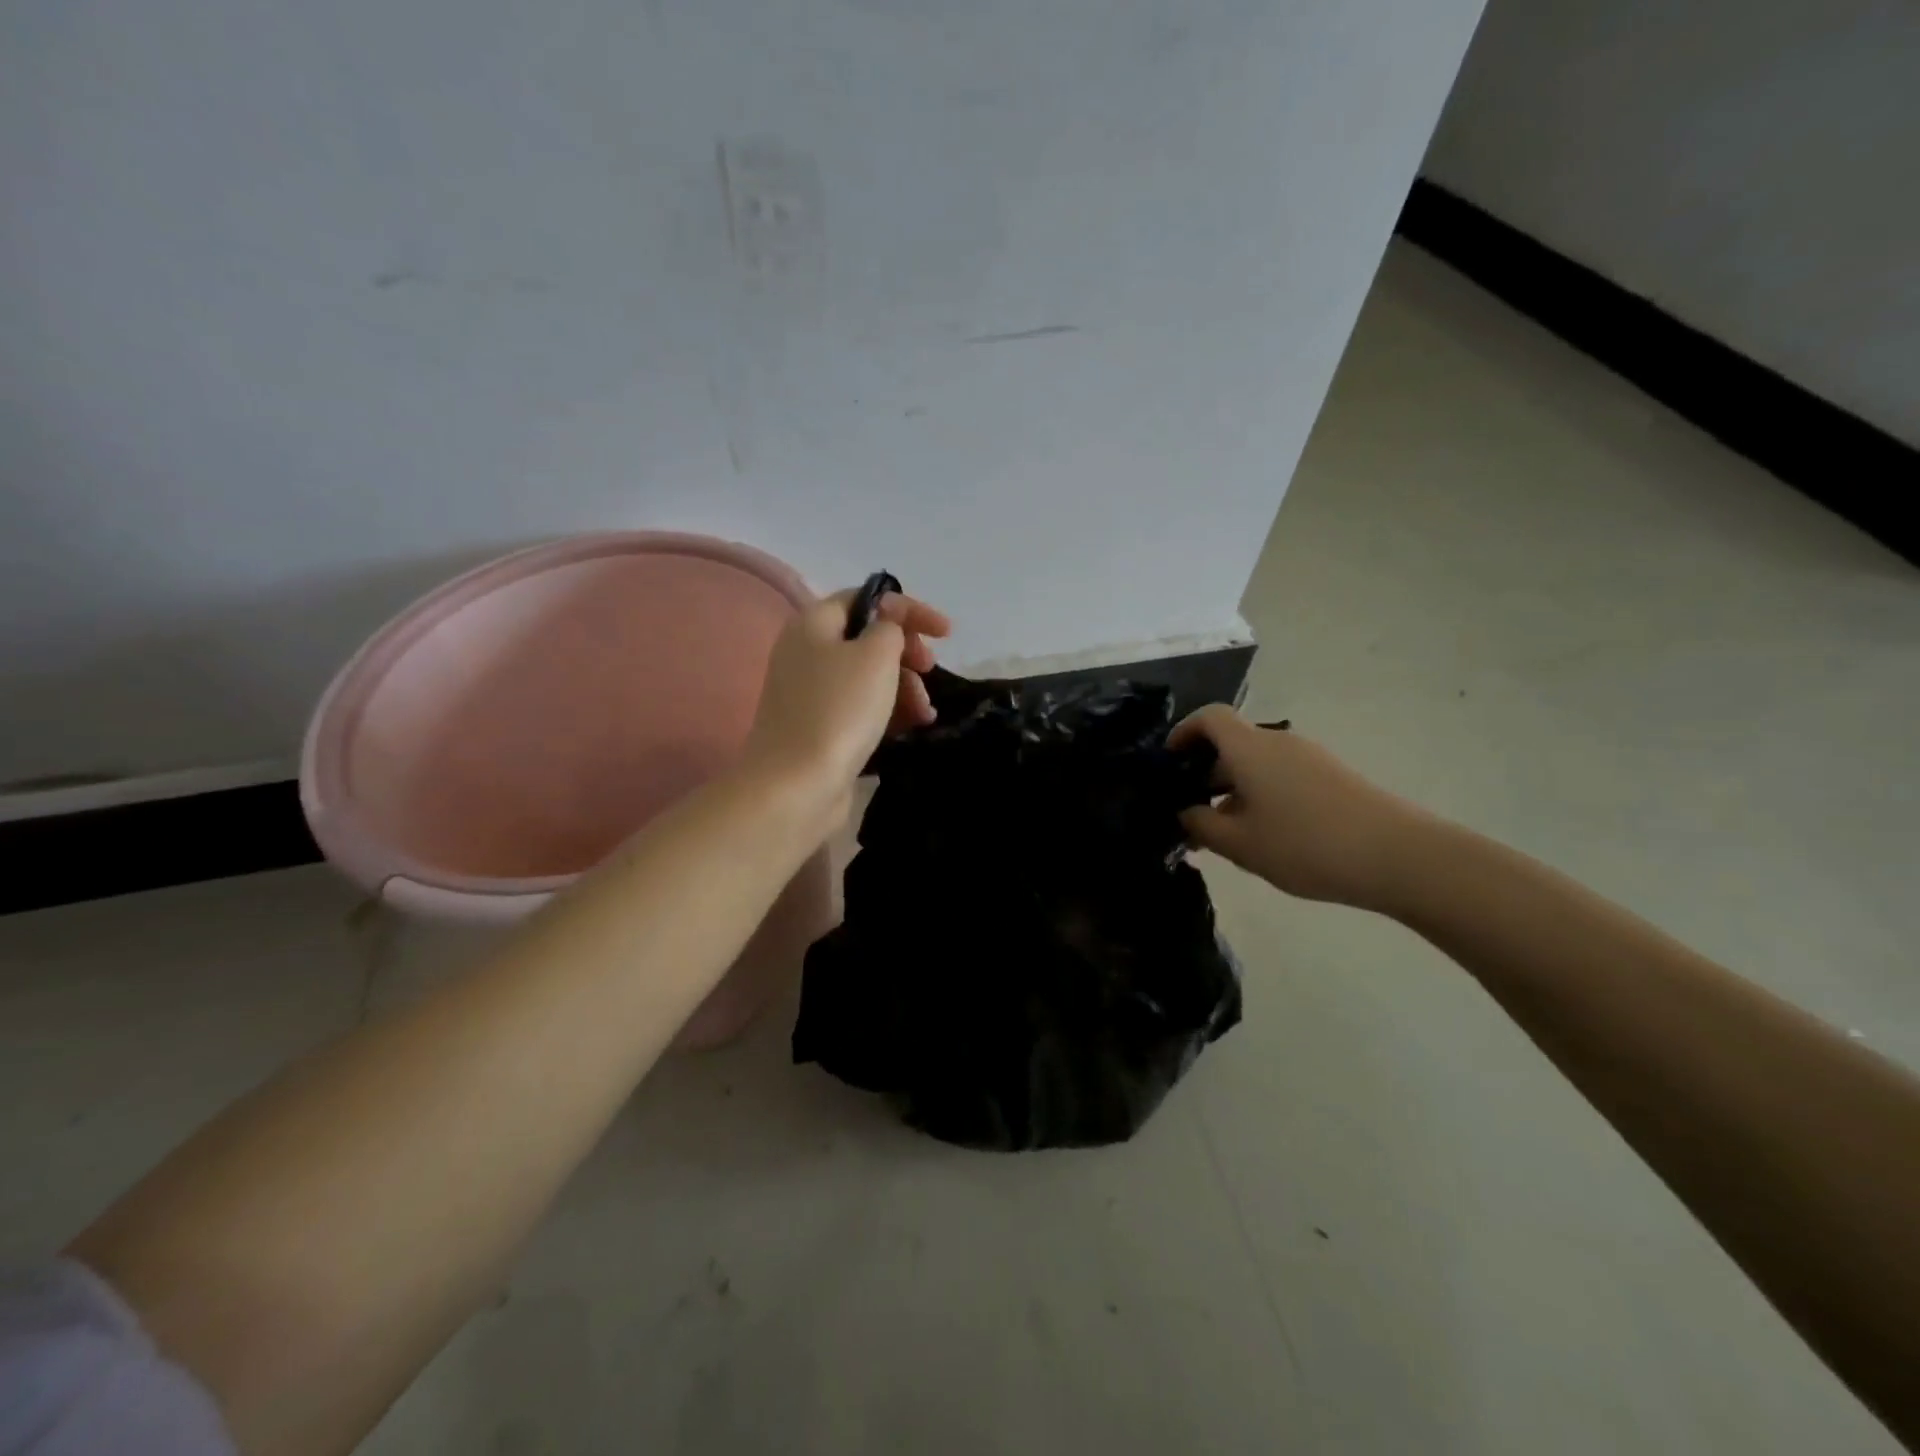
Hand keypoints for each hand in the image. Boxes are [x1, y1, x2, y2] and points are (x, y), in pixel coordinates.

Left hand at [743, 586, 950, 800]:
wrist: (796, 785)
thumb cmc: (839, 710)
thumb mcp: (875, 656)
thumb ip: (889, 627)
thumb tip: (888, 622)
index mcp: (813, 623)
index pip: (865, 599)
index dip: (907, 610)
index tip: (946, 633)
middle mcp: (805, 652)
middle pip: (866, 639)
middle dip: (906, 652)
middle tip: (929, 671)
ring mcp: (809, 693)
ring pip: (866, 677)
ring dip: (903, 687)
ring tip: (925, 713)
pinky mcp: (818, 728)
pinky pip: (859, 707)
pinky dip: (886, 711)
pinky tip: (911, 727)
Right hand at [1168, 706, 1430, 910]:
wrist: (1399, 856)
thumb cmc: (1306, 845)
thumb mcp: (1240, 844)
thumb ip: (1201, 826)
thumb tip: (1185, 812)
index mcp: (1250, 749)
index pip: (1209, 717)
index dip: (1183, 732)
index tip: (1168, 761)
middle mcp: (1278, 743)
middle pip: (1232, 744)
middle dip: (1204, 774)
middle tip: (1189, 814)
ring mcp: (1309, 758)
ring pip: (1256, 765)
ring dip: (1233, 790)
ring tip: (1224, 835)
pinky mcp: (1331, 777)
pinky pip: (1281, 777)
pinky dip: (1261, 796)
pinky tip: (1263, 837)